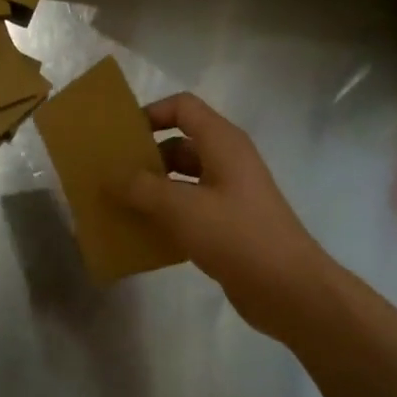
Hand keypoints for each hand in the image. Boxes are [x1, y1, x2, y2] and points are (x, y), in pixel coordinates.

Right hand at [112, 94, 336, 341]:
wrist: (287, 288)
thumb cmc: (236, 236)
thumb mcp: (181, 207)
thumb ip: (141, 188)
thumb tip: (109, 176)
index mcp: (222, 143)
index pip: (183, 107)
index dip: (150, 114)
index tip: (120, 139)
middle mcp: (227, 162)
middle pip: (179, 144)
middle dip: (144, 158)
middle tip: (109, 177)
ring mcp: (229, 195)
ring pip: (181, 180)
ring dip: (151, 190)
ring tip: (116, 205)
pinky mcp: (227, 225)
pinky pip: (188, 209)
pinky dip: (165, 216)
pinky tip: (140, 234)